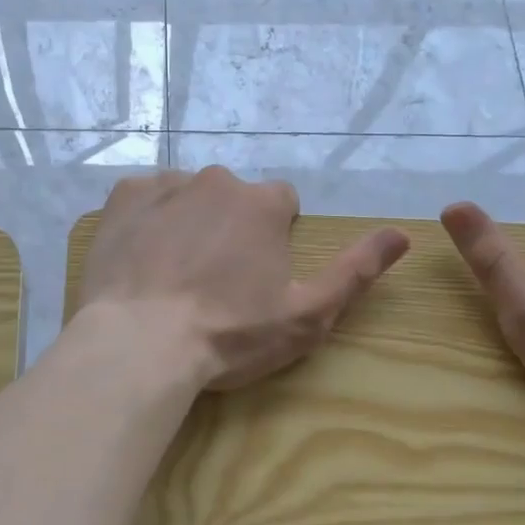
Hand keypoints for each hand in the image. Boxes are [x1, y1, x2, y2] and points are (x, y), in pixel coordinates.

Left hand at [77, 167, 409, 390]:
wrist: (140, 344)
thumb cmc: (229, 334)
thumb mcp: (307, 315)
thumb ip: (356, 270)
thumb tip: (402, 232)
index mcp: (263, 204)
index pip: (282, 203)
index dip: (275, 237)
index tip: (257, 275)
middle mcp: (217, 181)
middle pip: (233, 199)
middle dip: (230, 228)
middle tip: (214, 280)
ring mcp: (165, 185)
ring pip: (188, 196)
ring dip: (189, 222)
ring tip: (174, 274)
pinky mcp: (122, 198)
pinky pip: (145, 198)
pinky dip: (148, 220)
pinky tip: (141, 259)